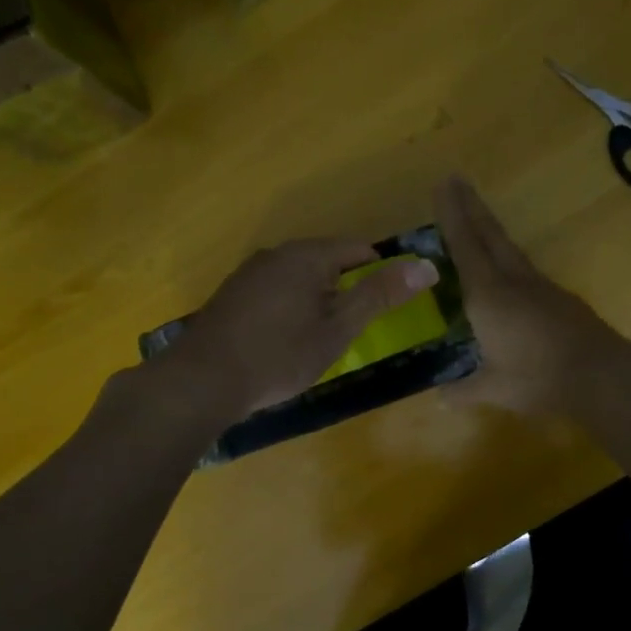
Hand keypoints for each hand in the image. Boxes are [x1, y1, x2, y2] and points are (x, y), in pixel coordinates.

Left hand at [167, 240, 438, 423]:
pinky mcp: (230, 295)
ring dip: (316, 299)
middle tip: (352, 329)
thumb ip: (380, 295)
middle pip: (327, 261)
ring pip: (298, 277)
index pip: (359, 249)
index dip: (380, 274)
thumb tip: (427, 266)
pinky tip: (283, 340)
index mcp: (307, 255)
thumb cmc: (280, 355)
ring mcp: (248, 273)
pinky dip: (289, 308)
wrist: (202, 380)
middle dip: (345, 289)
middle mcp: (277, 253)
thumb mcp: (338, 328)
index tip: (384, 308)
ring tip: (320, 338)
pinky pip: (274, 291)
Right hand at [436, 176, 630, 413]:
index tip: (443, 184)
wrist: (602, 375)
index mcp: (488, 296)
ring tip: (476, 216)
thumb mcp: (494, 389)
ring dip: (489, 227)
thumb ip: (464, 390)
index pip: (464, 246)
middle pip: (488, 234)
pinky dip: (505, 255)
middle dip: (469, 206)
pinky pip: (523, 267)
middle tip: (456, 179)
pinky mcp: (557, 297)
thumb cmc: (538, 378)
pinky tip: (504, 265)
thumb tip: (438, 399)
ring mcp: (539, 286)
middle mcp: (512, 281)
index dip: (451, 215)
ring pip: (508, 248)